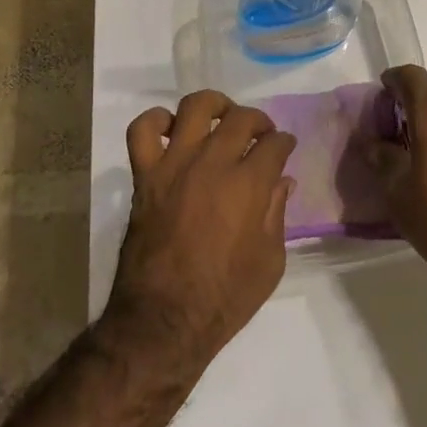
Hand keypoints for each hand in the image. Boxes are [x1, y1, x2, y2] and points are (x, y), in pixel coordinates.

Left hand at [103, 91, 296, 374]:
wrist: (163, 321)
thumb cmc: (224, 298)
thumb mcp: (269, 262)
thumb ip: (276, 214)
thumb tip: (282, 181)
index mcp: (249, 185)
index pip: (274, 144)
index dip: (284, 143)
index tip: (284, 148)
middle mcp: (213, 163)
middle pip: (240, 118)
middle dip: (258, 121)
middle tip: (260, 135)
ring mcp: (174, 165)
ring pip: (194, 108)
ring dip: (213, 105)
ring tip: (220, 116)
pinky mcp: (145, 175)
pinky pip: (141, 131)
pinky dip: (154, 121)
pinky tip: (169, 130)